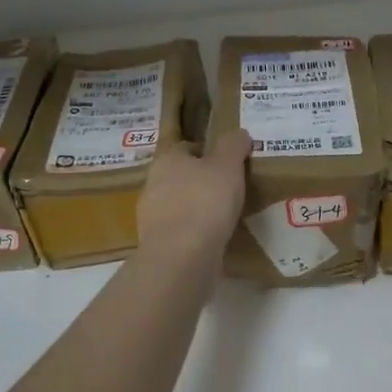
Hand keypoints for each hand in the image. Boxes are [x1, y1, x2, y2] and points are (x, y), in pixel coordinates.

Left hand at [137, 129, 250, 266]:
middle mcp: (153, 184)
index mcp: (167, 159)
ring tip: (226, 216)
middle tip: (231, 188)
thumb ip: (233, 145)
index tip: (230, 162)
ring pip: (180, 204)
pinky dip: (196, 233)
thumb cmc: (205, 202)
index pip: (187, 147)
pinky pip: (182, 231)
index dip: (209, 152)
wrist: (181, 258)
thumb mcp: (227, 165)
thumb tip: (239, 133)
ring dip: (199, 208)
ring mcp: (152, 217)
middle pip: (182, 176)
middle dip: (203, 181)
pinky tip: (215, 239)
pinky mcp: (158, 244)